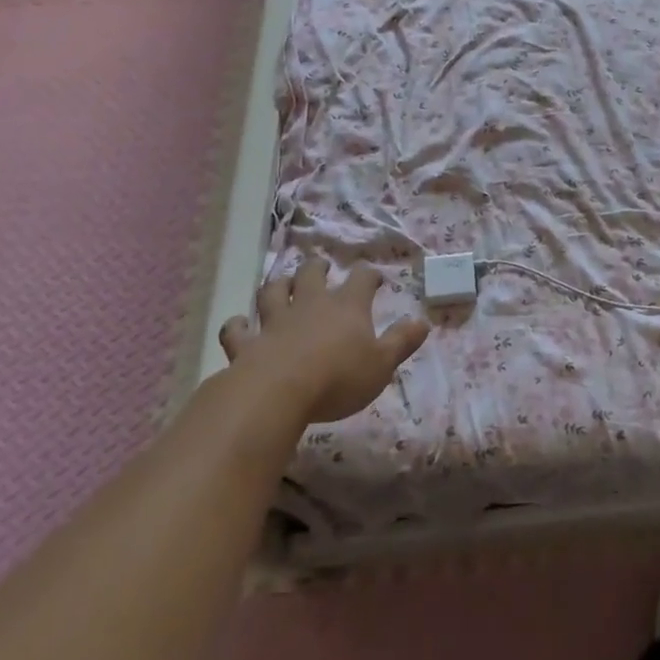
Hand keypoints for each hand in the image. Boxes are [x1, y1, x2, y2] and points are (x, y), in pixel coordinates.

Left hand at [218, 258, 429, 424]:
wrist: (277, 393)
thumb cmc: (338, 378)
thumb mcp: (381, 365)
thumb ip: (401, 342)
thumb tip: (422, 322)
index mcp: (347, 306)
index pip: (361, 279)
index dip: (368, 276)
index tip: (373, 279)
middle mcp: (310, 304)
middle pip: (311, 274)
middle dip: (317, 268)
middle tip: (321, 266)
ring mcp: (275, 321)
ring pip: (273, 292)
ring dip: (278, 286)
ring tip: (282, 284)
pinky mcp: (246, 343)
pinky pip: (237, 329)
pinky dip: (237, 325)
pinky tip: (239, 324)